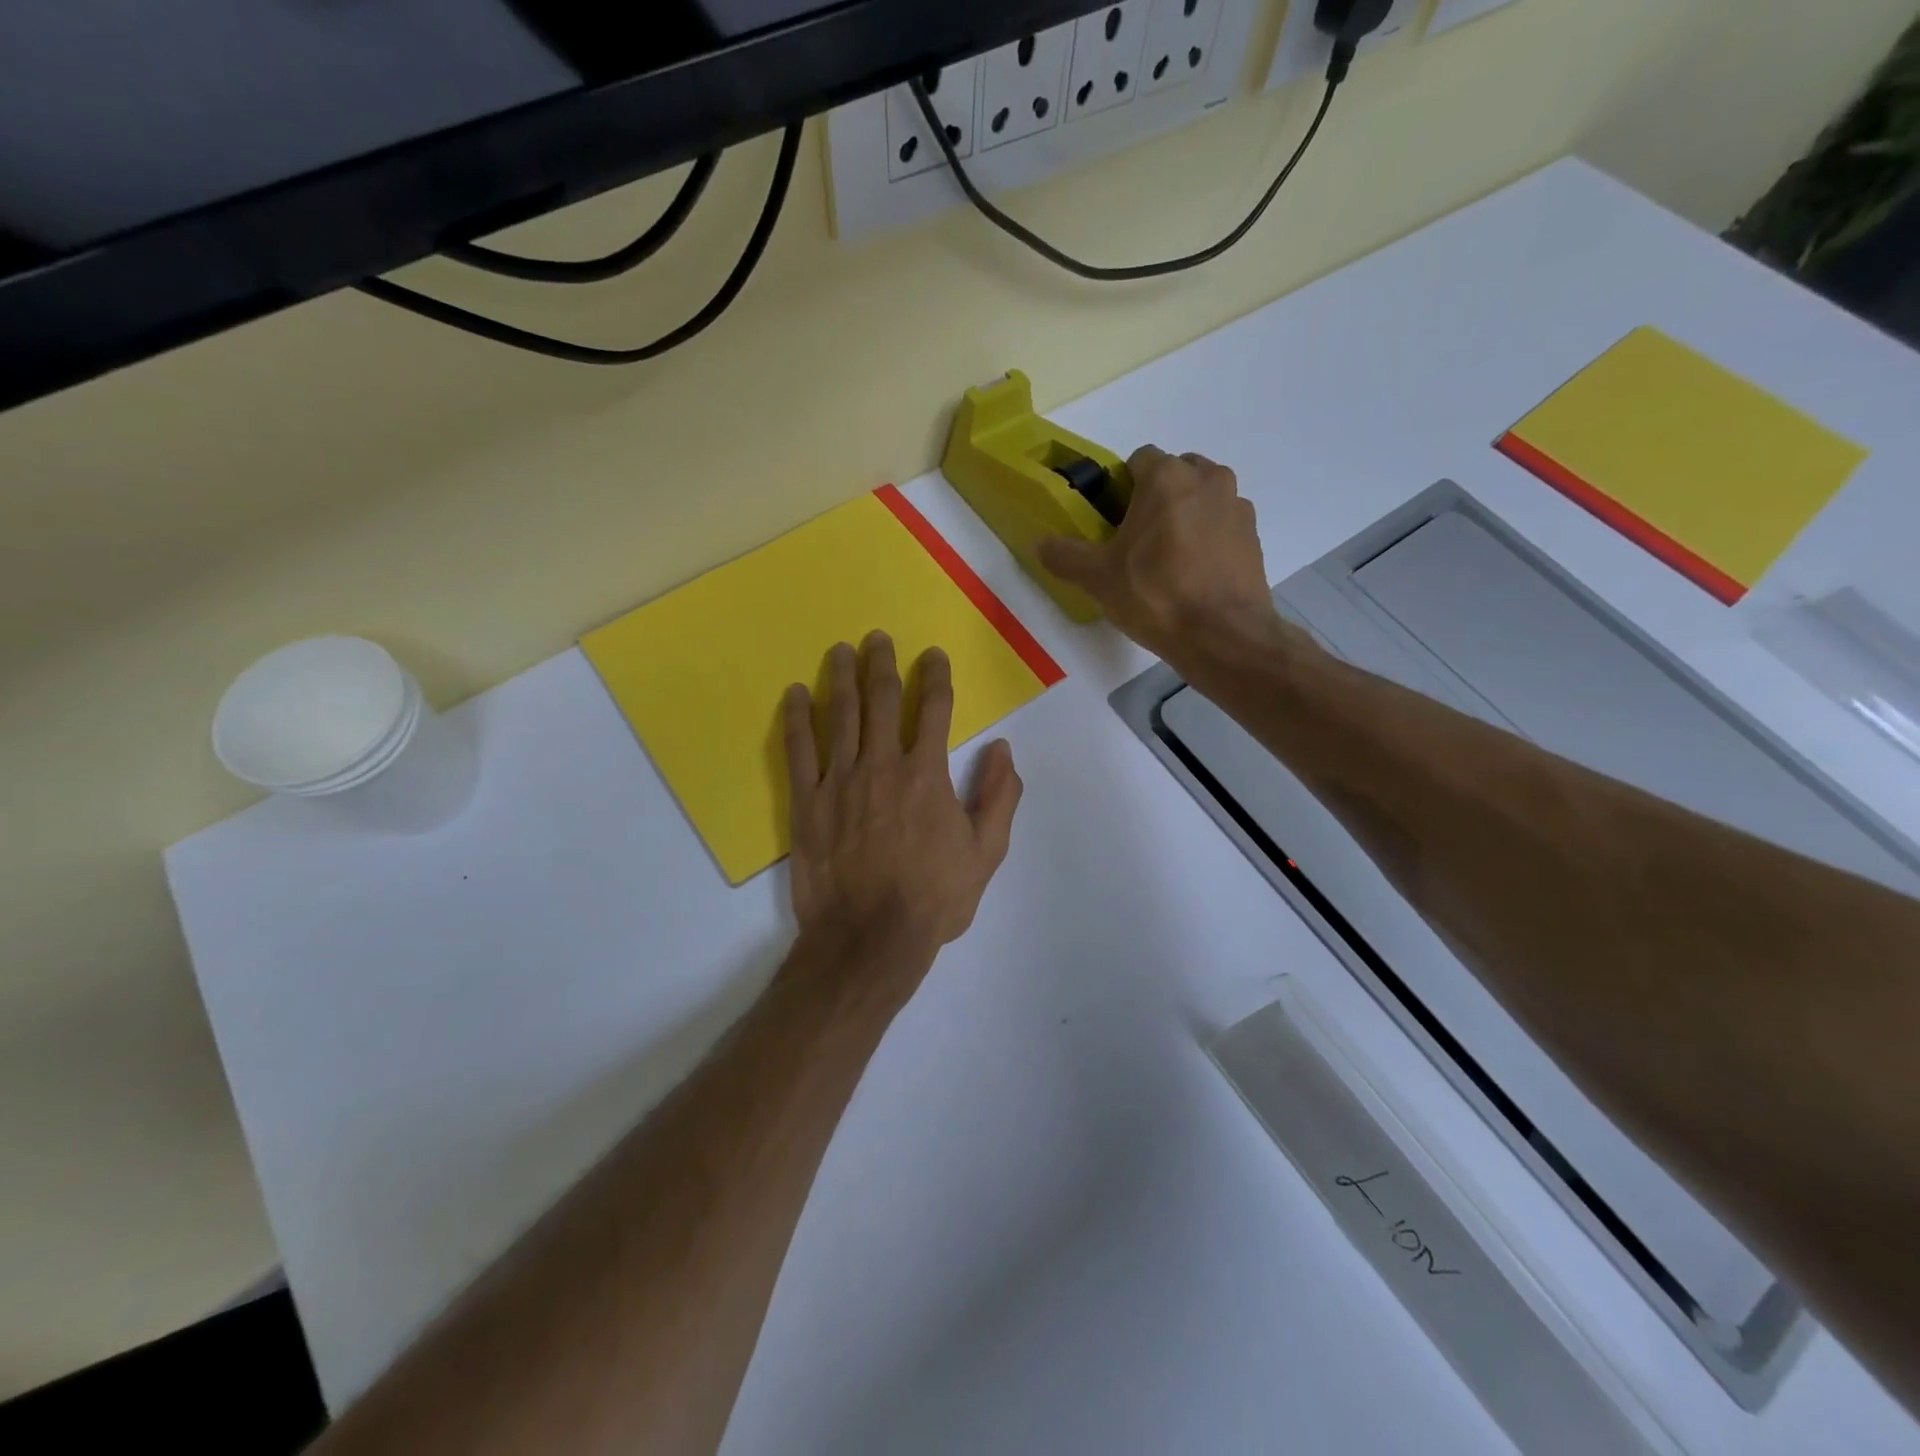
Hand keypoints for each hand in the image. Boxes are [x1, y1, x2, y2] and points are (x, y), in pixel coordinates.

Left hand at [783, 633, 1023, 987]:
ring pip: (840, 715)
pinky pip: (799, 749)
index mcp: (927, 774)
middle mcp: (882, 764)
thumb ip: (999, 796)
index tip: (933, 655)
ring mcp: (839, 780)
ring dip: (842, 677)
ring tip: (841, 650)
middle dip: (882, 663)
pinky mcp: (807, 801)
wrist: (869, 938)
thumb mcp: (986, 853)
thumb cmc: (933, 898)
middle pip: (882, 699)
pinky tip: (797, 694)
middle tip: (877, 638)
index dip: (936, 675)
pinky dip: (798, 717)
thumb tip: (1003, 748)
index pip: (935, 708)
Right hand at [1039, 446, 1282, 668]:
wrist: (1222, 636)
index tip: (1113, 521)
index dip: (1122, 487)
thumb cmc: (1156, 596)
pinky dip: (1208, 538)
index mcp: (1167, 477)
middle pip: (1174, 474)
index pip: (1138, 459)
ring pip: (1202, 498)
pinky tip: (1195, 574)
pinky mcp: (1255, 535)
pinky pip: (1222, 524)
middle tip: (1138, 540)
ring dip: (1185, 515)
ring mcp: (1236, 506)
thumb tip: (1040, 544)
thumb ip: (1066, 556)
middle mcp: (1208, 478)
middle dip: (1156, 498)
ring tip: (1168, 560)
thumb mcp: (1099, 578)